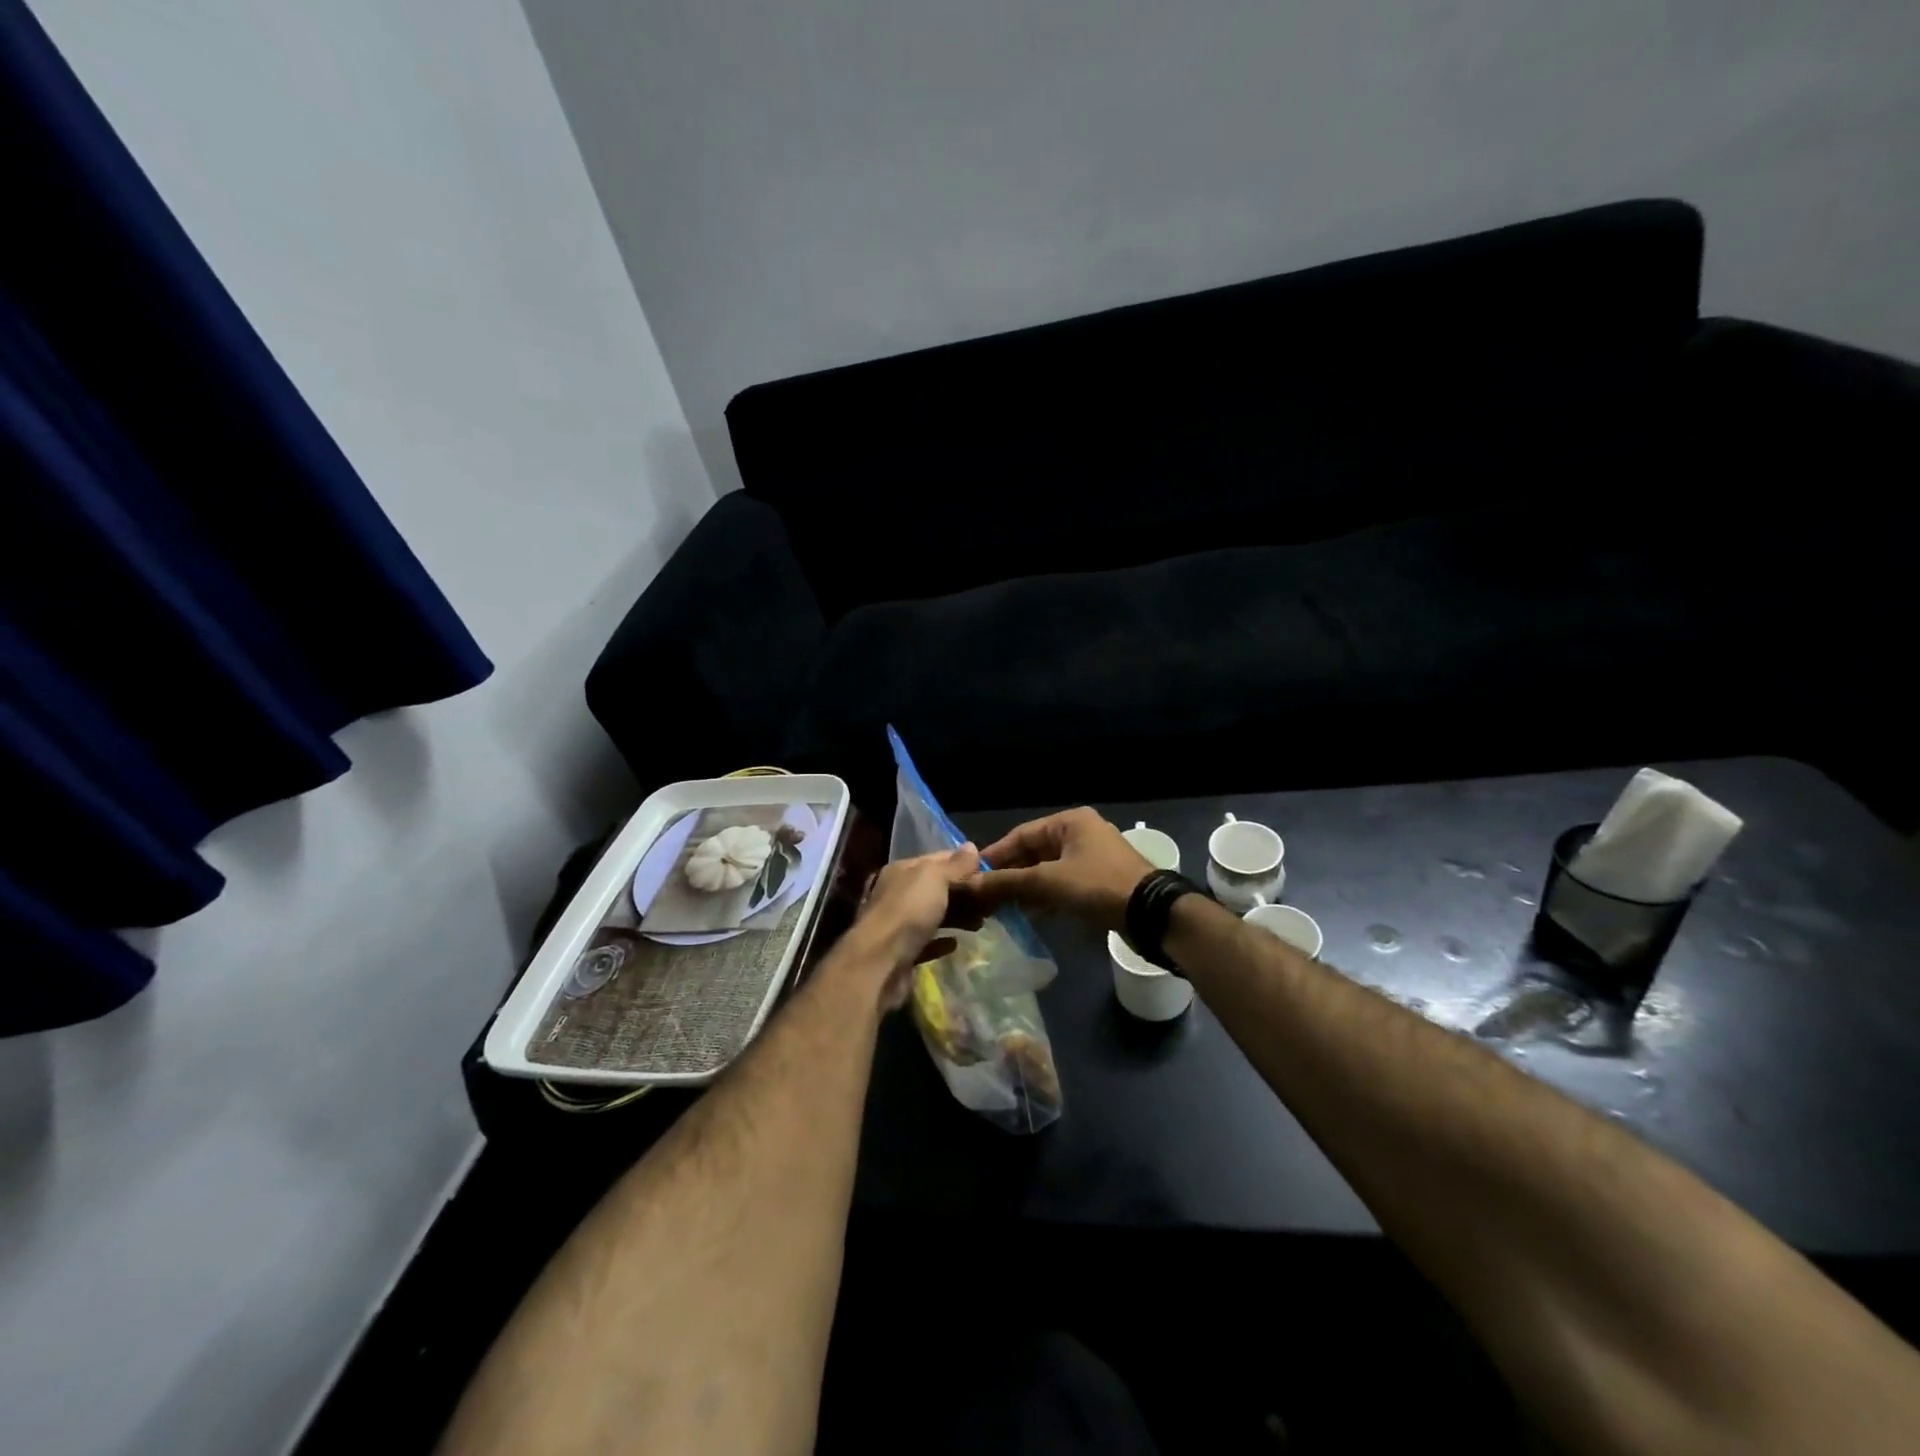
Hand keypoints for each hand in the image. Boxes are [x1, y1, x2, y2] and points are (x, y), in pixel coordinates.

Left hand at [847, 845, 981, 1008]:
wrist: (879, 963)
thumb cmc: (908, 911)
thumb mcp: (934, 878)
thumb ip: (955, 864)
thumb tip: (971, 846)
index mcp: (901, 870)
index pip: (938, 858)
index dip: (963, 863)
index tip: (990, 872)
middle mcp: (896, 893)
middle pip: (935, 888)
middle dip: (962, 893)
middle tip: (991, 902)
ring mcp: (896, 923)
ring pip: (931, 914)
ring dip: (955, 916)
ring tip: (981, 923)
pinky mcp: (900, 952)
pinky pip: (925, 941)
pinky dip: (941, 941)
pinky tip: (956, 944)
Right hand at [966, 808, 1153, 930]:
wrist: (1150, 913)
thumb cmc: (1097, 885)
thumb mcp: (1047, 881)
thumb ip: (1007, 882)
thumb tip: (968, 885)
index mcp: (1069, 822)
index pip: (1021, 834)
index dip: (995, 855)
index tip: (972, 875)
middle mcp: (1080, 834)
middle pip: (1034, 852)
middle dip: (1010, 875)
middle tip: (983, 896)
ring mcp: (1091, 859)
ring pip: (1047, 871)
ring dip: (1025, 889)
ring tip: (999, 909)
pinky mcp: (1098, 882)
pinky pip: (1062, 885)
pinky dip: (1044, 897)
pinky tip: (1027, 915)